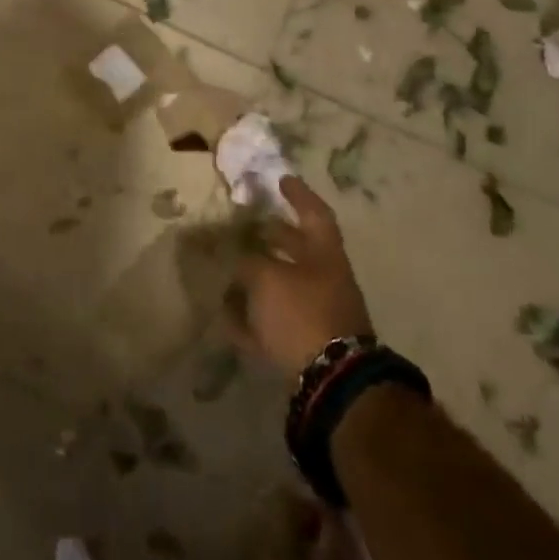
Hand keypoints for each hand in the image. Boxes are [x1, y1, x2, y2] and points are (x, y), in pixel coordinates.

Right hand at [232, 176, 374, 375]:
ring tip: (228, 271)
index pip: (314, 214)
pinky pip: (275, 323)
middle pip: (298, 250)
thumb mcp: (267, 278)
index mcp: (325, 255)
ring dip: (258, 278)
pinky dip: (253, 318)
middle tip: (247, 225)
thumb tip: (238, 260)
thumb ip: (249, 264)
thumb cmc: (302, 312)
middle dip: (273, 237)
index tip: (282, 179)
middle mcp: (325, 279)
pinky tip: (227, 317)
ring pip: (284, 286)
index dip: (298, 195)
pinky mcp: (306, 344)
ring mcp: (318, 313)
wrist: (331, 379)